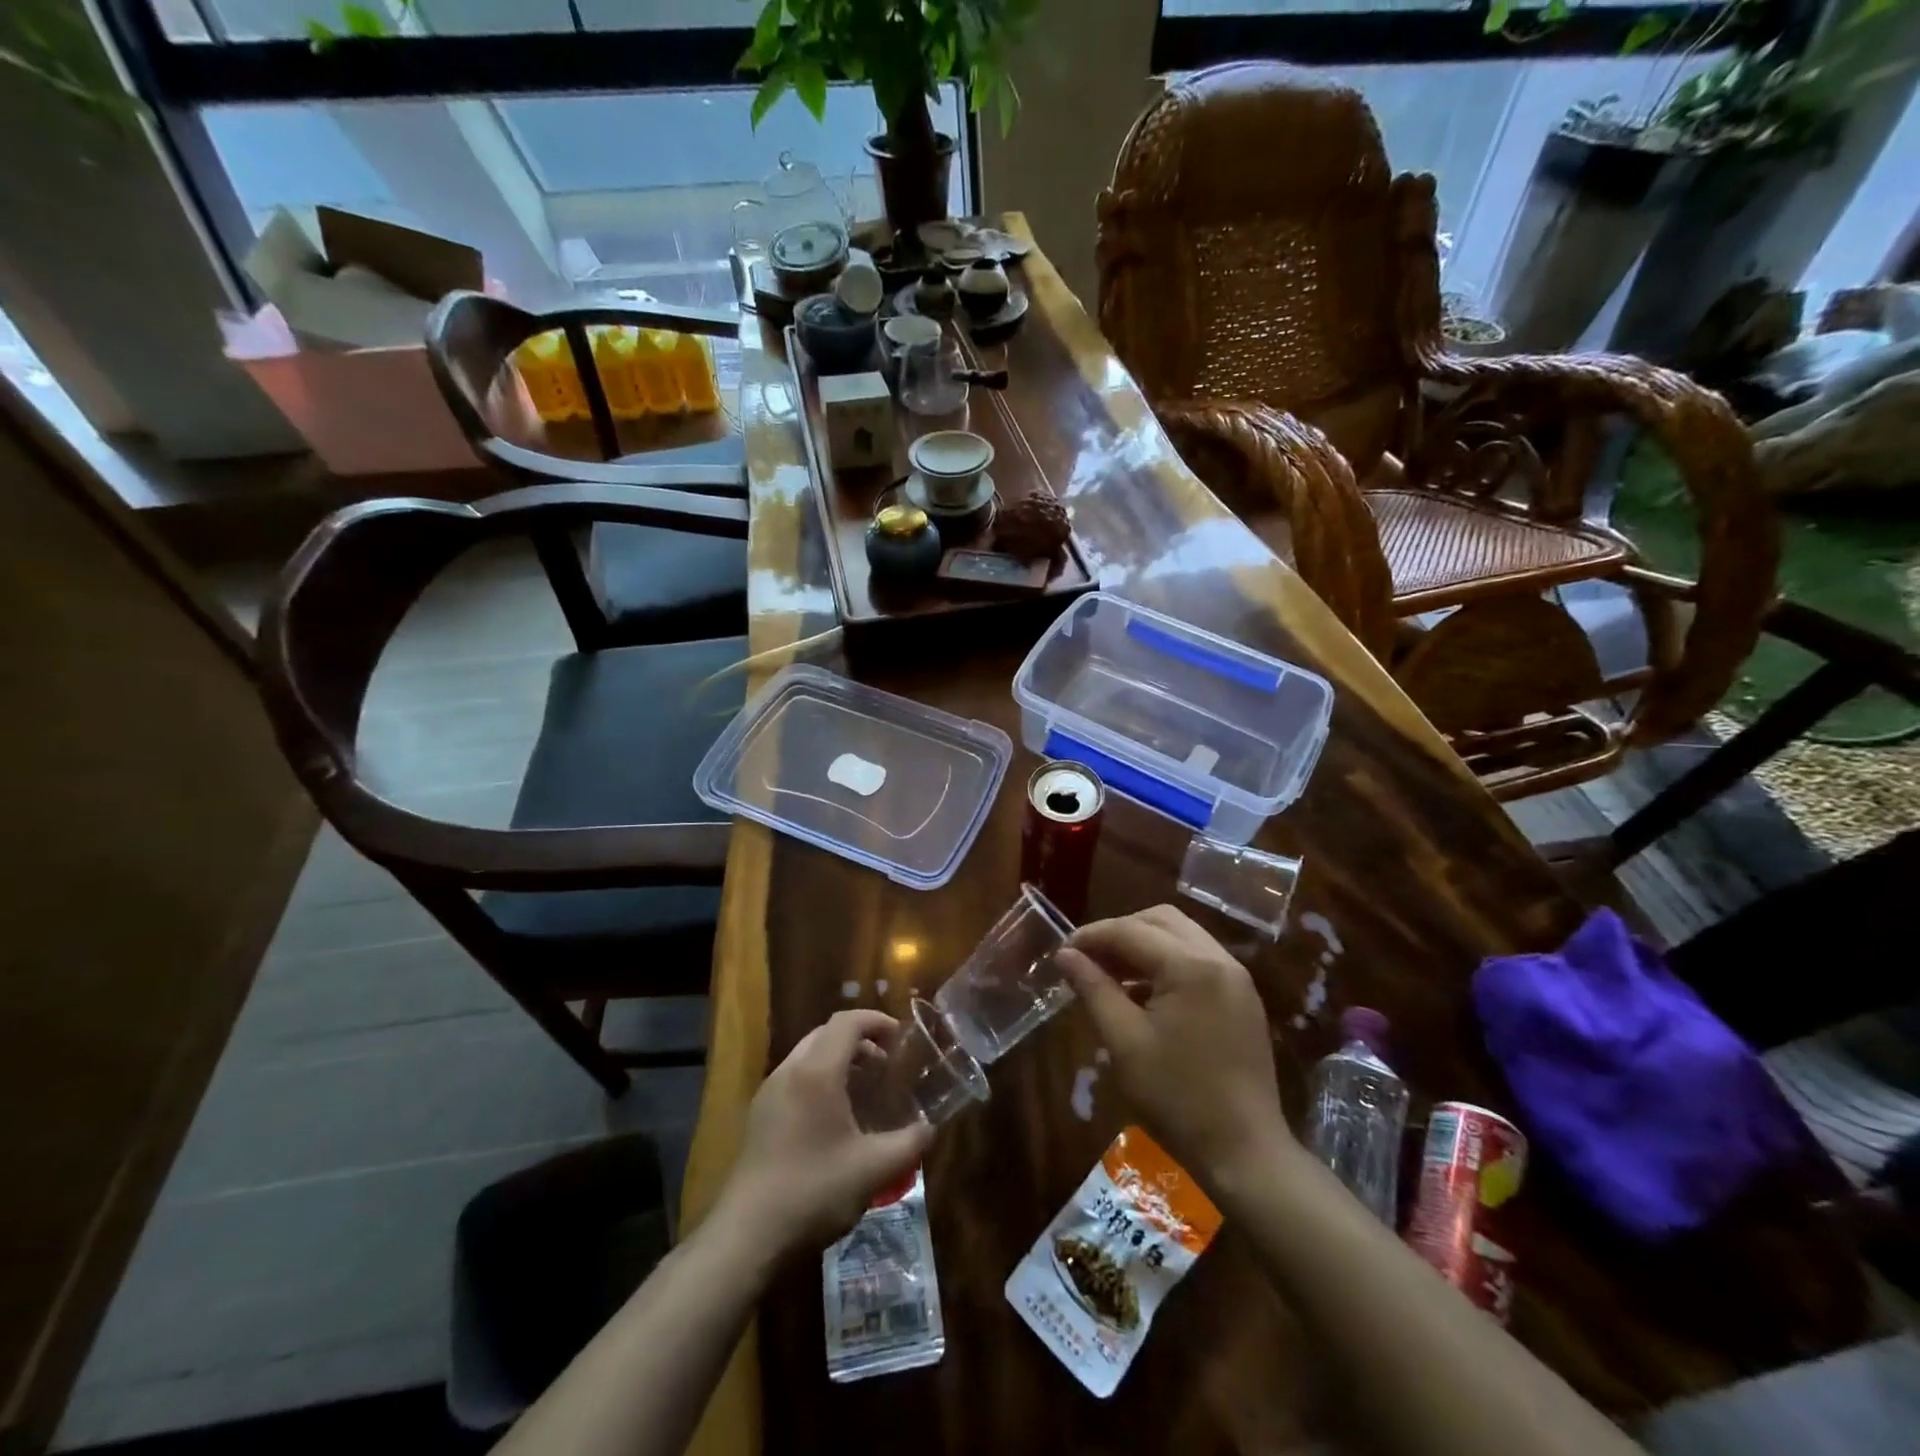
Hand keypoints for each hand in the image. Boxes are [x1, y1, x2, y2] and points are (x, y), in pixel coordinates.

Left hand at [716, 1010, 934, 1255]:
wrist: (747, 1235)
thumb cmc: (814, 1191)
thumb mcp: (874, 1170)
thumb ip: (909, 1143)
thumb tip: (929, 1128)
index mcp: (817, 1072)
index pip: (847, 1022)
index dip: (876, 1021)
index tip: (900, 1036)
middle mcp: (790, 1071)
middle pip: (826, 1033)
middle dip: (860, 1039)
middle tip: (886, 1064)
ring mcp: (770, 1091)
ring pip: (808, 1053)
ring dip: (839, 1058)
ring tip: (864, 1088)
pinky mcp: (760, 1114)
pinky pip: (795, 1076)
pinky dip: (820, 1076)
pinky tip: (835, 1115)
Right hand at [1057, 905, 1290, 1188]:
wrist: (1245, 1153)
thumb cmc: (1177, 1098)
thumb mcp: (1124, 1042)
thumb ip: (1093, 989)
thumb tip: (1065, 955)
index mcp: (1191, 966)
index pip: (1131, 930)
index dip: (1092, 935)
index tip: (1063, 952)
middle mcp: (1219, 959)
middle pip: (1160, 919)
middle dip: (1120, 931)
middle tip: (1089, 958)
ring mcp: (1237, 977)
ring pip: (1182, 935)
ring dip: (1144, 944)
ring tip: (1112, 974)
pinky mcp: (1243, 997)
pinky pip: (1199, 958)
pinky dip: (1167, 961)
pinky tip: (1145, 992)